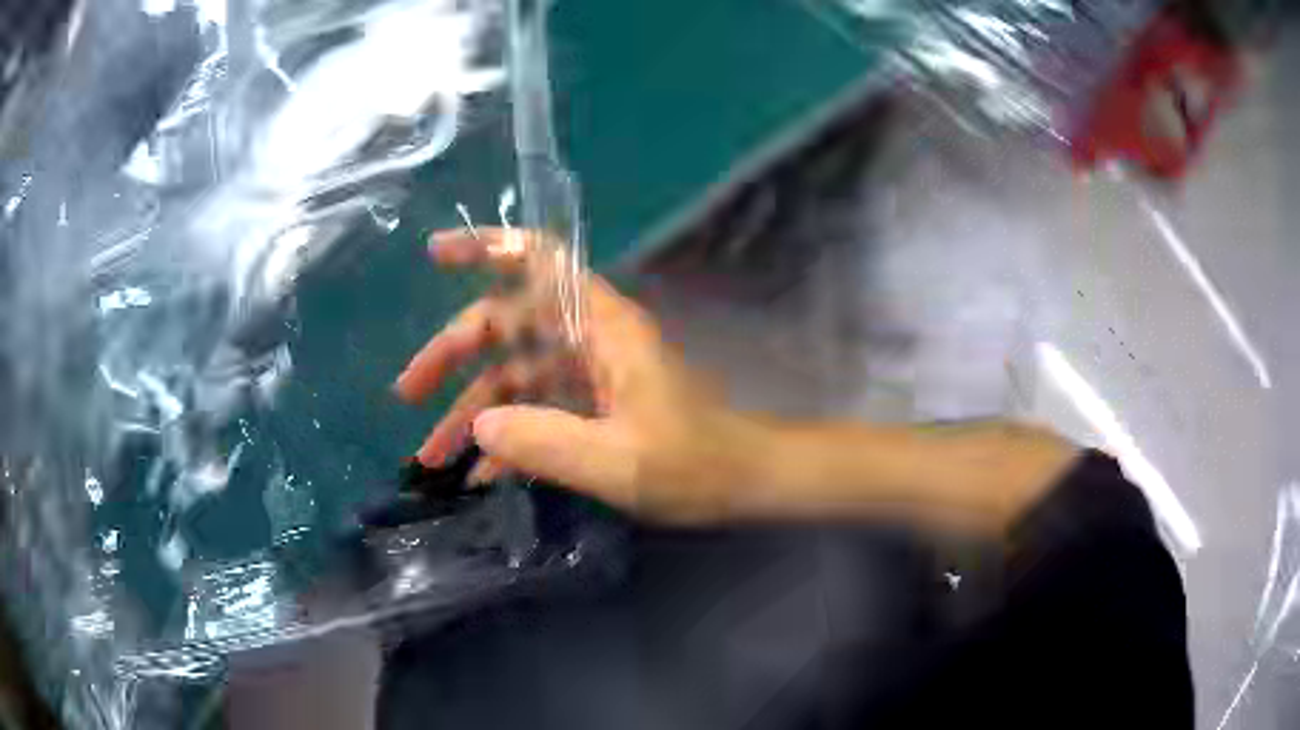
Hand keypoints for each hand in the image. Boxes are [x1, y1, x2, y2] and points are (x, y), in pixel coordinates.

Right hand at [395, 228, 759, 523]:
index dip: (487, 248)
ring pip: (513, 378)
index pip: (540, 263)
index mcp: (602, 328)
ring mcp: (588, 376)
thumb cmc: (694, 465)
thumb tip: (478, 425)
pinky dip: (505, 439)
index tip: (435, 254)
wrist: (743, 483)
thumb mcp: (617, 461)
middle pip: (507, 326)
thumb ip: (545, 442)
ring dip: (471, 414)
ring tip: (430, 455)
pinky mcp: (590, 409)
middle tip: (408, 393)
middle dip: (453, 355)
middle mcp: (589, 340)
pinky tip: (479, 475)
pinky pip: (534, 413)